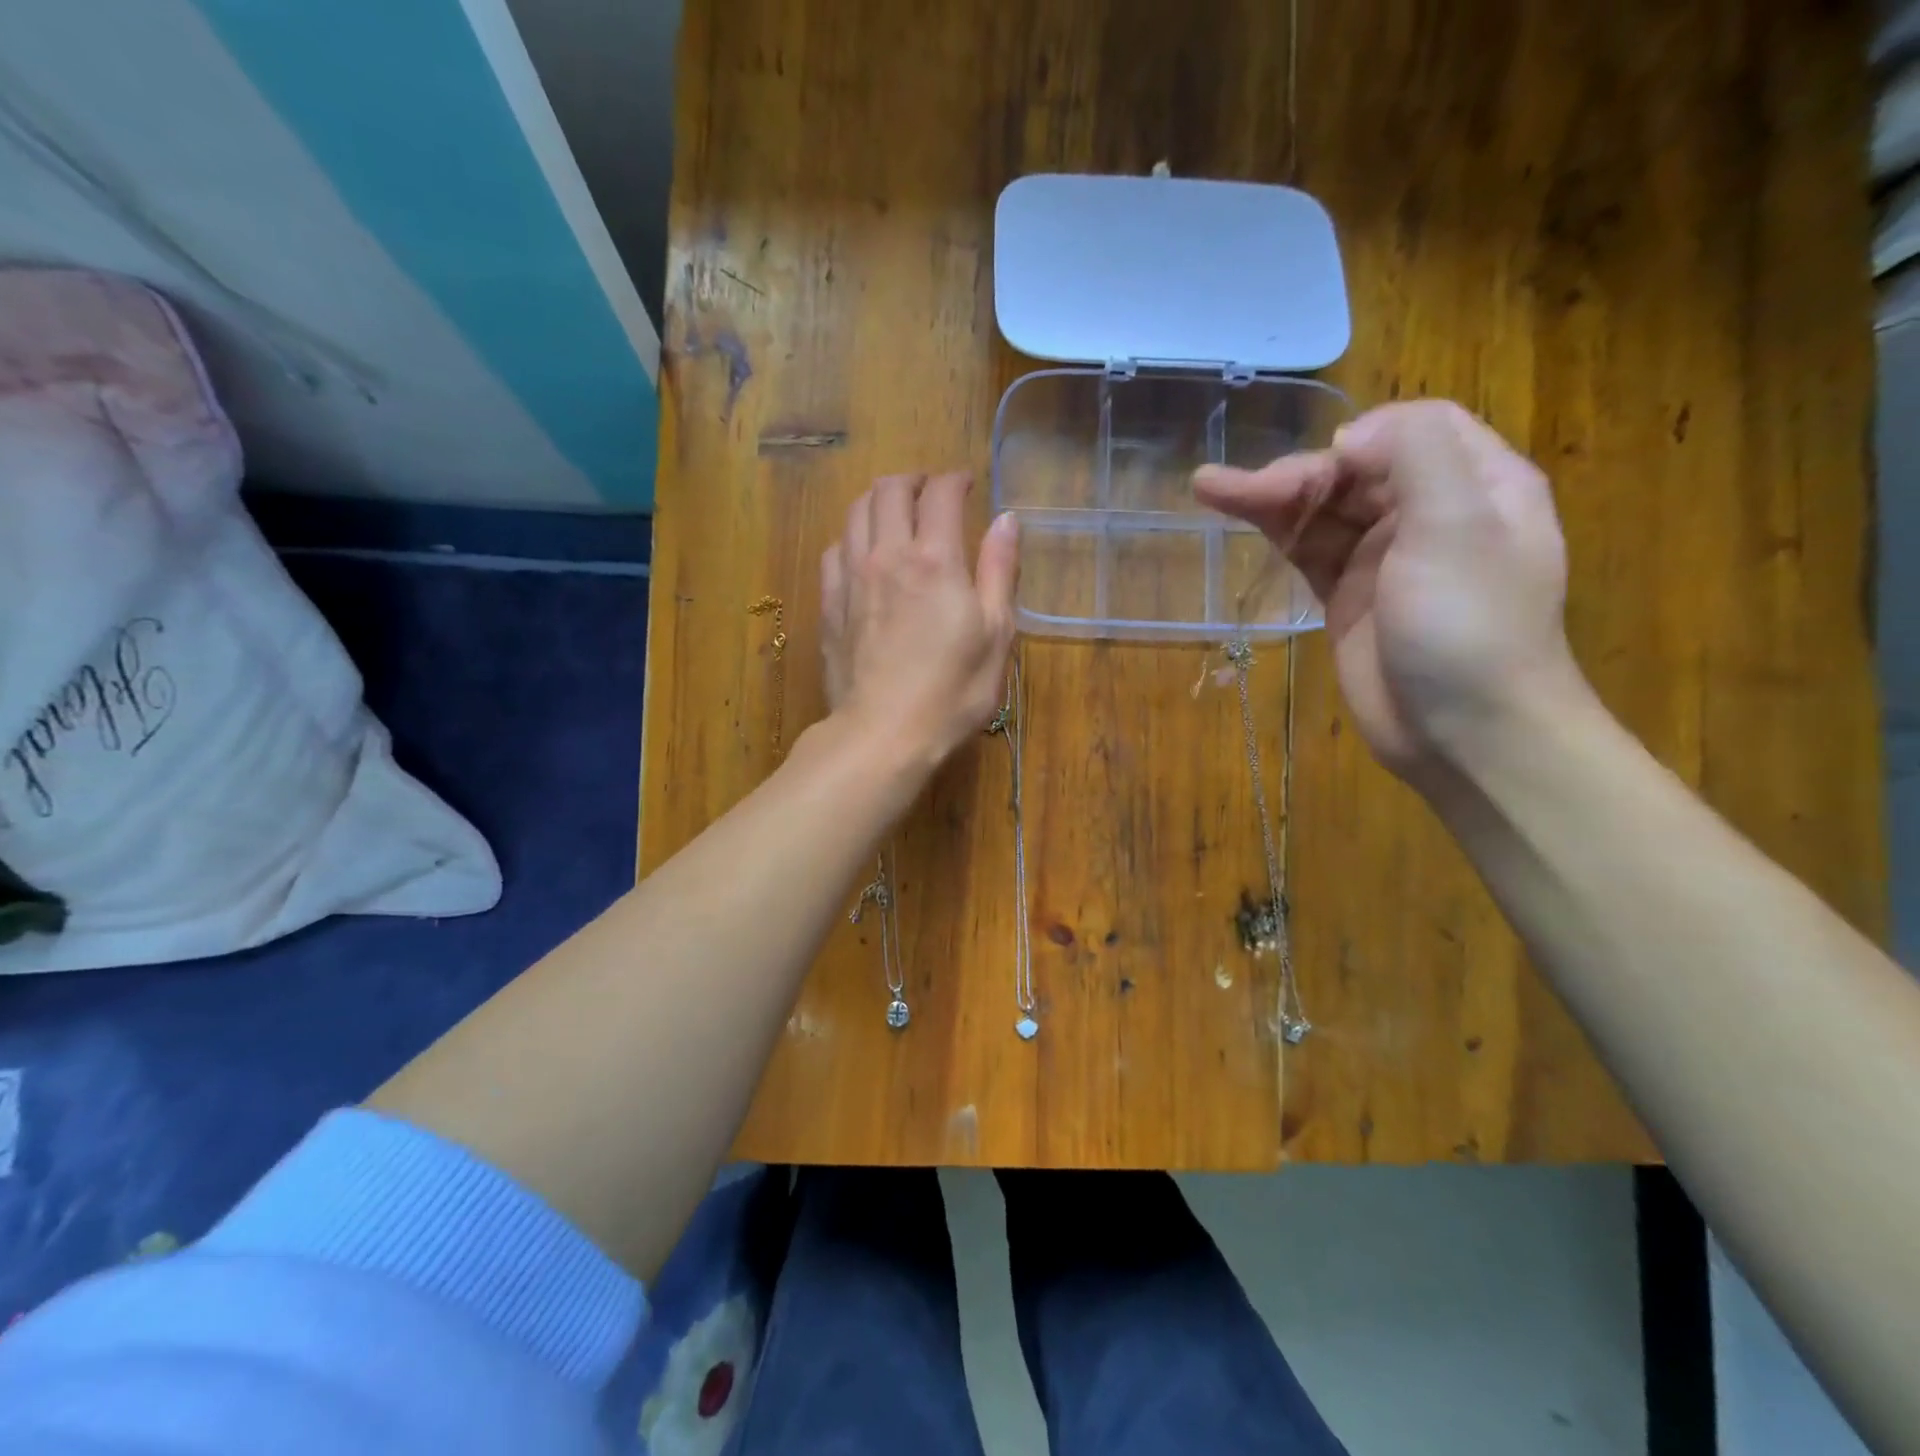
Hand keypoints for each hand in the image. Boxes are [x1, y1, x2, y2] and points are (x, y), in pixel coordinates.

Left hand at [820, 472, 1018, 771]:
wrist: (882, 735)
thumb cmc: (951, 691)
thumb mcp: (995, 635)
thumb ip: (1000, 571)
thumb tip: (1006, 520)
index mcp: (936, 560)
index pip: (940, 493)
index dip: (954, 479)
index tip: (966, 484)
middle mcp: (888, 555)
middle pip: (889, 490)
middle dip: (913, 480)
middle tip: (930, 492)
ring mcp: (851, 578)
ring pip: (855, 511)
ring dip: (879, 500)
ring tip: (896, 513)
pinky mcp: (829, 604)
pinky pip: (835, 549)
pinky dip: (854, 536)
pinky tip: (865, 553)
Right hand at [1193, 401, 1587, 781]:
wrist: (1464, 734)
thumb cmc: (1469, 627)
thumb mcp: (1457, 527)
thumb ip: (1415, 456)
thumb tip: (1349, 438)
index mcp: (1478, 483)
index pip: (1415, 428)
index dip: (1362, 435)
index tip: (1323, 464)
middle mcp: (1429, 513)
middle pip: (1356, 470)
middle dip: (1299, 473)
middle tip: (1236, 489)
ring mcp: (1383, 559)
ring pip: (1323, 511)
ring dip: (1271, 497)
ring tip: (1209, 487)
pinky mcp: (1347, 598)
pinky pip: (1308, 550)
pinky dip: (1275, 532)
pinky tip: (1237, 514)